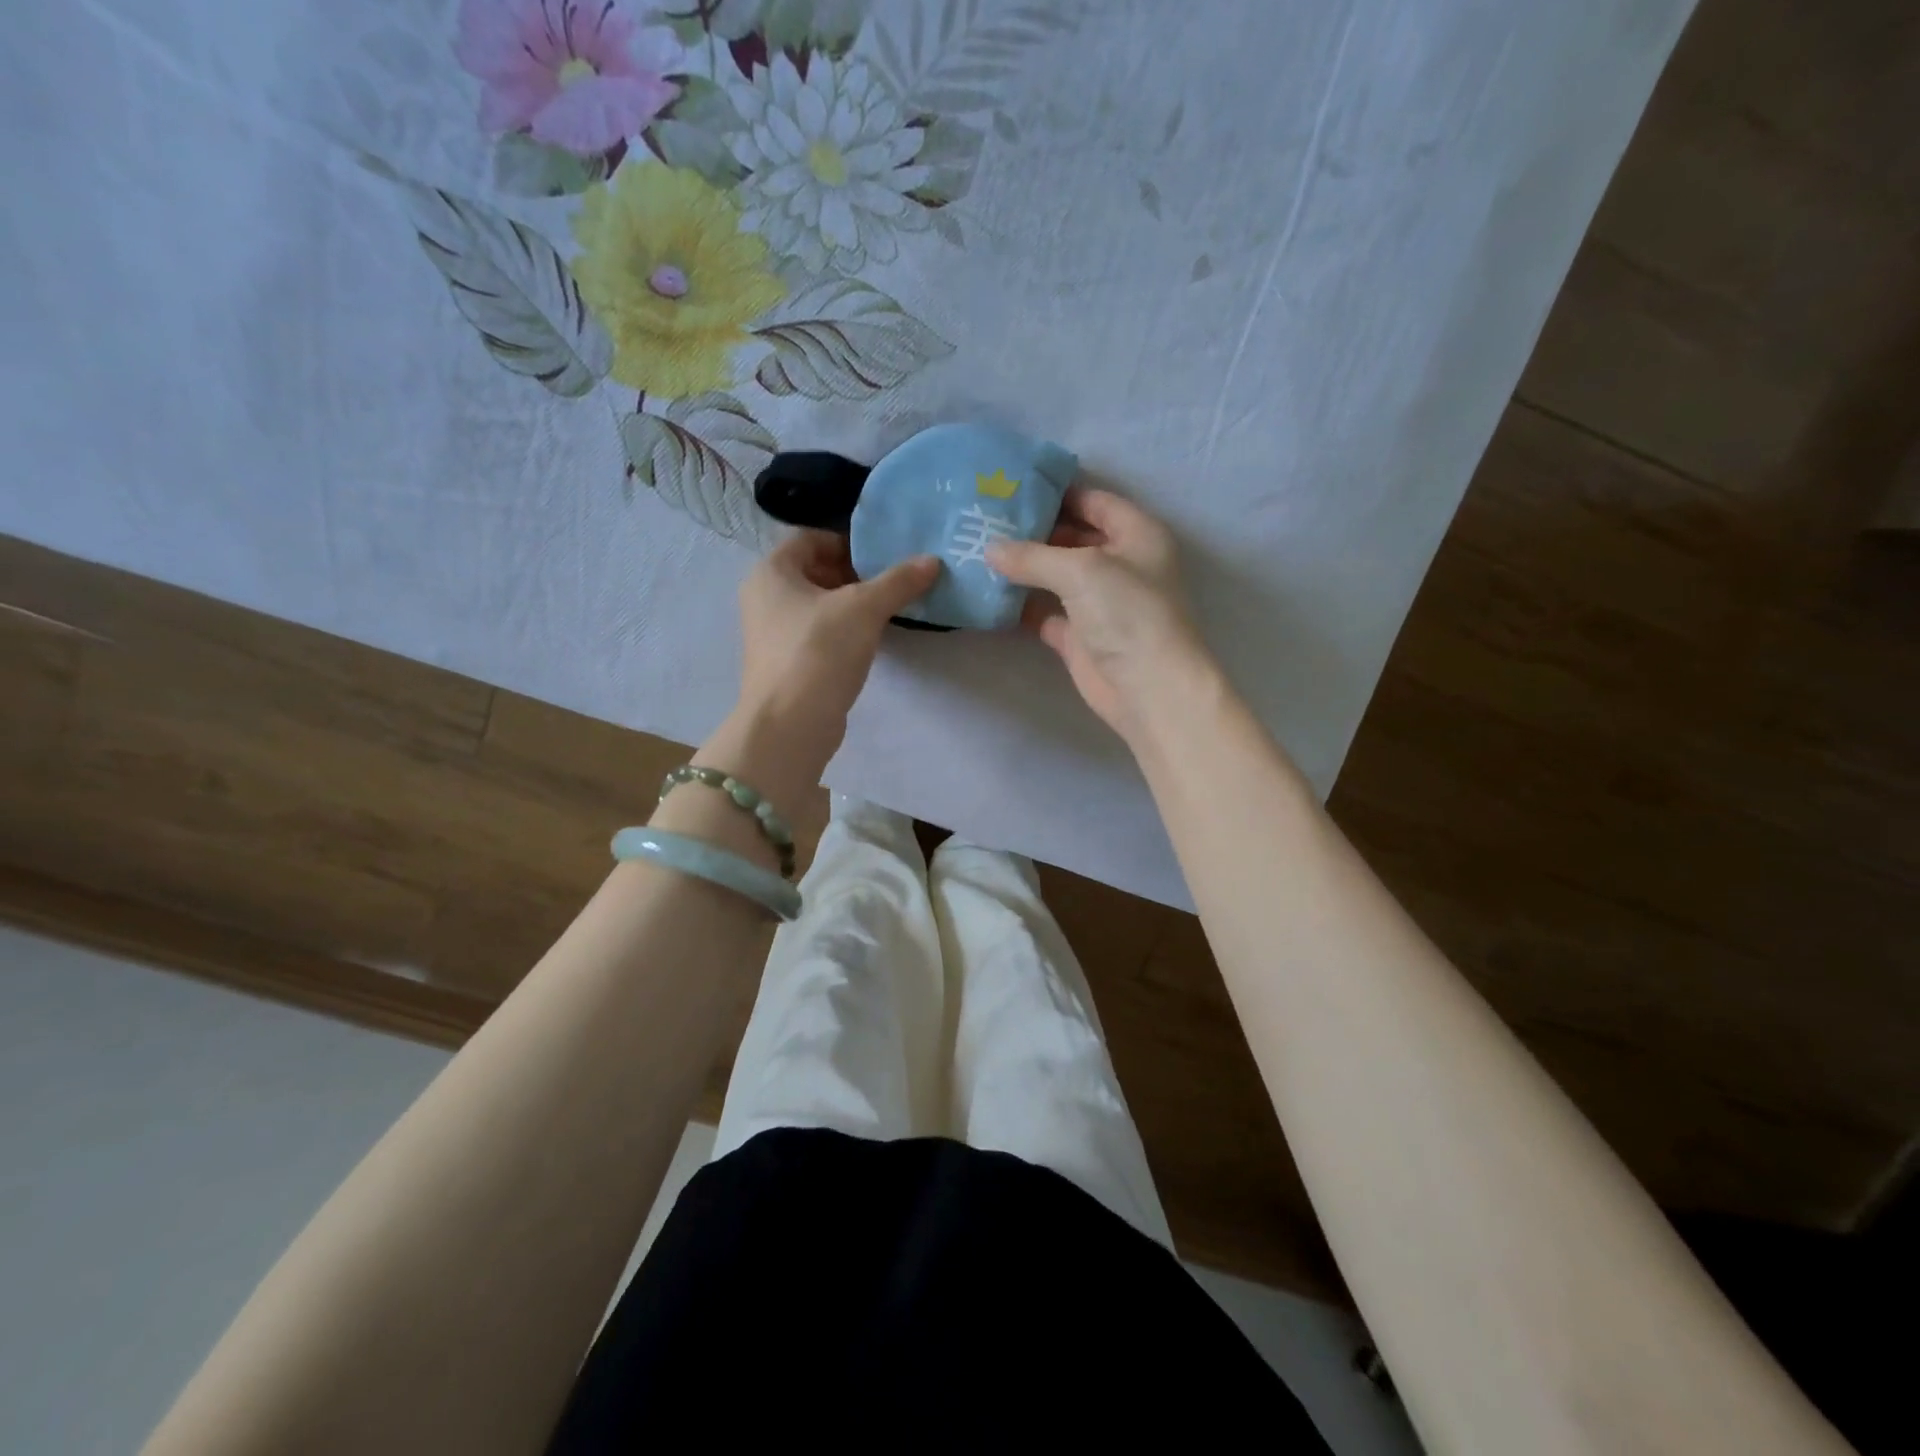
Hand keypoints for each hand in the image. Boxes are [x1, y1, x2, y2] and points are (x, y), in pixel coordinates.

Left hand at [731, 530, 938, 784]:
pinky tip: (871, 641)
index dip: (848, 541)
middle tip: (892, 583)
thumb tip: (932, 561)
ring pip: (818, 605)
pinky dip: (843, 631)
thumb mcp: (864, 608)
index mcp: (771, 572)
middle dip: (855, 574)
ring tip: (889, 611)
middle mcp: (765, 597)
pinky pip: (818, 634)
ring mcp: (773, 633)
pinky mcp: (787, 663)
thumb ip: (898, 581)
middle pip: (815, 571)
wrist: (790, 725)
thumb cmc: (819, 652)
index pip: (810, 538)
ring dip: (852, 605)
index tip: (883, 556)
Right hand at [988, 487, 1210, 743]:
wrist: (1148, 689)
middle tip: (985, 520)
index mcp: (1136, 535)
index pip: (1094, 501)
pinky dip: (1020, 605)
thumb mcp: (1081, 570)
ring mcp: (1098, 603)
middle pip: (1071, 537)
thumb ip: (1033, 556)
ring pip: (1055, 576)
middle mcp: (1119, 564)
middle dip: (1032, 531)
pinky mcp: (1079, 636)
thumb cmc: (1128, 614)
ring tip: (978, 551)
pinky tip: (988, 594)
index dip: (1057, 493)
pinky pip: (1044, 612)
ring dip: (1022, 568)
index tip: (1012, 489)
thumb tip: (990, 549)